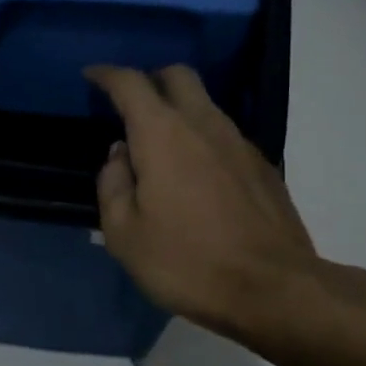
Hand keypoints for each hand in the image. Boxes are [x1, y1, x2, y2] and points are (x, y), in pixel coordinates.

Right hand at [86, 64, 328, 349]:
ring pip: (205, 103)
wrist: (274, 290)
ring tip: (160, 145)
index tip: (91, 76)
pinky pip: (224, 135)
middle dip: (150, 79)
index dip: (107, 75)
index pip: (131, 83)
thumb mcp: (124, 234)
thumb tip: (120, 156)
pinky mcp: (262, 166)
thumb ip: (112, 185)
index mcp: (162, 134)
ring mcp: (240, 143)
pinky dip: (202, 138)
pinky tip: (195, 175)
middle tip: (130, 103)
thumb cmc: (187, 262)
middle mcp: (204, 125)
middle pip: (178, 76)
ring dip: (178, 109)